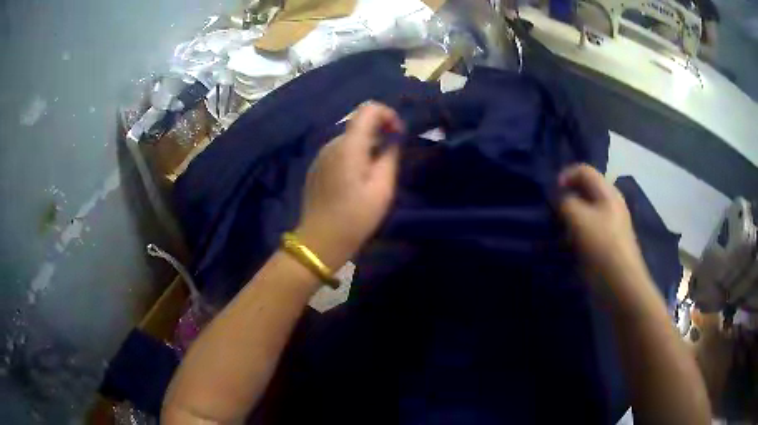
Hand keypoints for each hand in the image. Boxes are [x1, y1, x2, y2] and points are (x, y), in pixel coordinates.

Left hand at [295, 102, 403, 268]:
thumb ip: (390, 157)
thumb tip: (392, 139)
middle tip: (392, 158)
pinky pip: (339, 152)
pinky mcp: (317, 167)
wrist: (320, 240)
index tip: (398, 135)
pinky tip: (357, 180)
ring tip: (376, 173)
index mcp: (349, 146)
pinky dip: (354, 155)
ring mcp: (321, 155)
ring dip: (367, 146)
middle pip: (359, 124)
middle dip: (380, 132)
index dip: (388, 115)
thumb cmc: (355, 217)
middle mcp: (332, 144)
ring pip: (350, 138)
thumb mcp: (382, 188)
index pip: (368, 109)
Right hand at [558, 164, 644, 278]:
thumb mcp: (578, 219)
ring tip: (559, 231)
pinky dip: (576, 232)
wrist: (621, 284)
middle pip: (585, 190)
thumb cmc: (602, 246)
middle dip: (567, 198)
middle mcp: (610, 203)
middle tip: (554, 213)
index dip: (565, 176)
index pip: (584, 170)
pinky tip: (569, 245)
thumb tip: (560, 200)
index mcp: (607, 192)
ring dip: (570, 218)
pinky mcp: (607, 242)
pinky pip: (589, 229)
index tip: (552, 195)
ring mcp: (610, 224)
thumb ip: (565, 202)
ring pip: (586, 211)